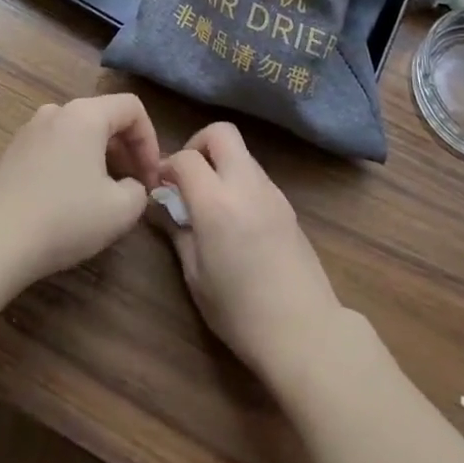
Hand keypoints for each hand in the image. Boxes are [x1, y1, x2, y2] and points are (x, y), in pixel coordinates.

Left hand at [0, 94, 161, 294]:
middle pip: (105, 117)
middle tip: (135, 187)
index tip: (151, 179)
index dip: (150, 141)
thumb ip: (140, 191)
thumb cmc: (63, 219)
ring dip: (100, 158)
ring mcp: (30, 130)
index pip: (132, 108)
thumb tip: (132, 186)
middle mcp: (57, 111)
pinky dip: (74, 164)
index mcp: (85, 114)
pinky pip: (56, 147)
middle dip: (127, 150)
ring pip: (79, 133)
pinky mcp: (12, 153)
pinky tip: (71, 200)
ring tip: (105, 195)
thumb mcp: (120, 211)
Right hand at [157, 123, 345, 391]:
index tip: (159, 185)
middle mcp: (246, 184)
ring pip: (241, 152)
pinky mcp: (286, 203)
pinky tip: (233, 216)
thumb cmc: (240, 312)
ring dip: (220, 162)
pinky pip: (256, 174)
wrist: (304, 329)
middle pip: (222, 133)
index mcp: (217, 202)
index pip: (186, 158)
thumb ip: (178, 232)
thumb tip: (163, 206)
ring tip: (208, 200)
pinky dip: (238, 180)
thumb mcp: (196, 277)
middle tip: (187, 177)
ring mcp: (271, 190)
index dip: (167, 165)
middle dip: (198, 144)